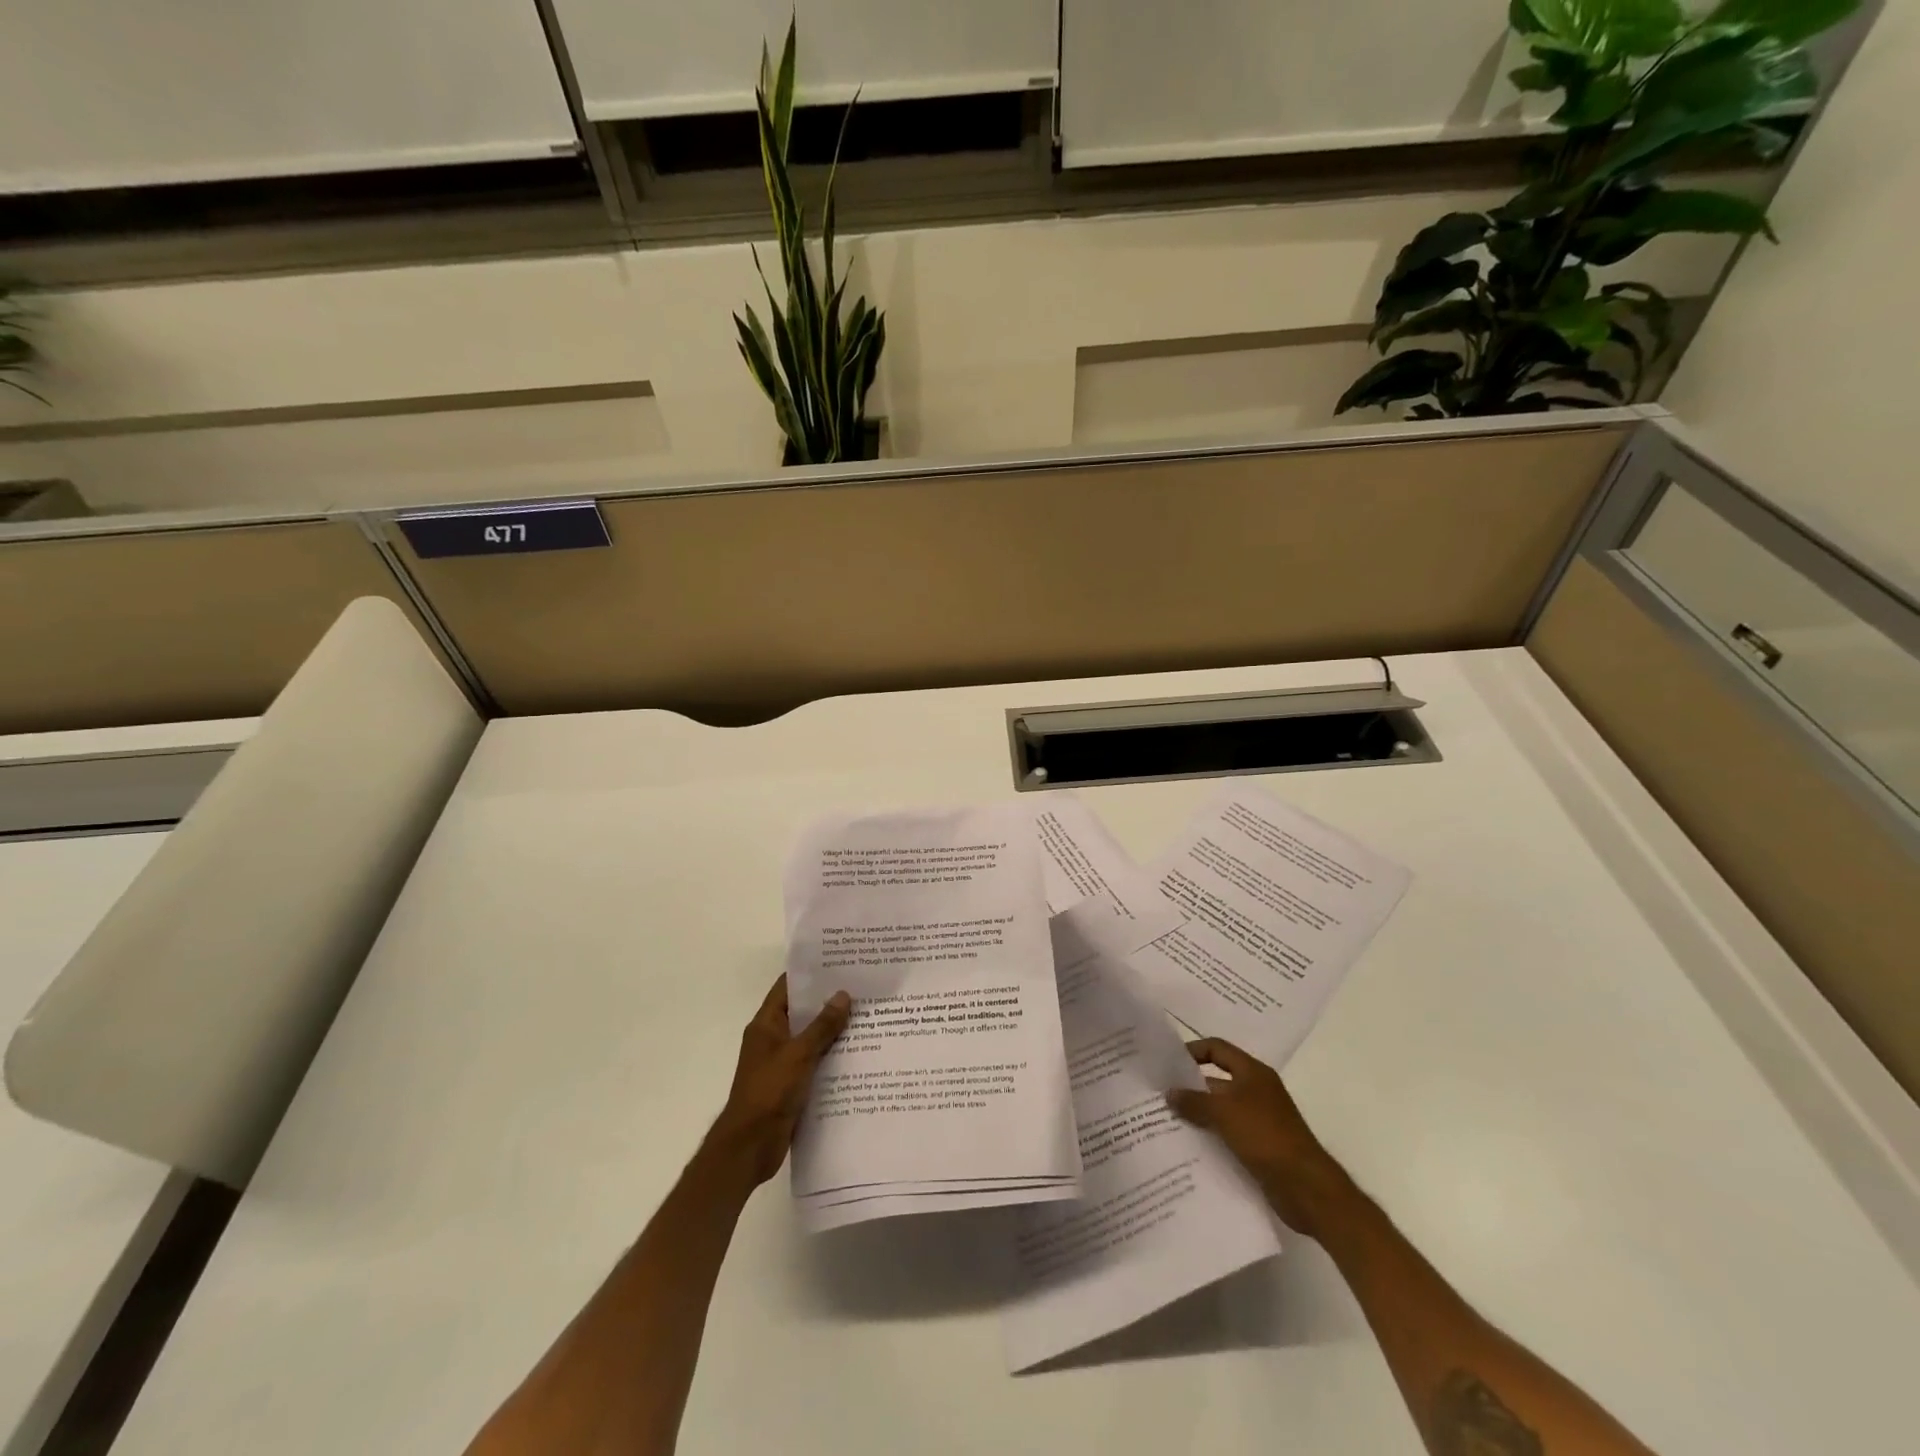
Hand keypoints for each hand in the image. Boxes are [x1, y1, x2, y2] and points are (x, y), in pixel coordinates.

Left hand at [704, 975, 851, 1189]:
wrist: (750, 1146)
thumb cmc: (769, 1092)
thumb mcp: (799, 1054)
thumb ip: (822, 1026)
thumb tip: (843, 994)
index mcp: (766, 1025)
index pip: (788, 987)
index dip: (810, 974)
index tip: (838, 962)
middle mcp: (772, 1039)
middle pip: (802, 1012)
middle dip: (828, 1001)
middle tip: (862, 987)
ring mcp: (781, 1063)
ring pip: (811, 1038)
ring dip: (833, 1030)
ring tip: (867, 1015)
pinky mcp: (791, 1085)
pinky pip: (814, 1062)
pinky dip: (832, 1056)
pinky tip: (858, 1053)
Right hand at [1166, 1037, 1352, 1238]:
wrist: (1306, 1187)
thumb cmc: (1265, 1136)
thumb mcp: (1224, 1112)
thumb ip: (1194, 1100)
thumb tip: (1169, 1093)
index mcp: (1253, 1073)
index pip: (1217, 1049)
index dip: (1192, 1050)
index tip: (1167, 1063)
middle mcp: (1256, 1091)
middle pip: (1217, 1080)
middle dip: (1190, 1086)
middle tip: (1159, 1093)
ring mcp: (1259, 1120)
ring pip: (1220, 1109)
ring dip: (1198, 1113)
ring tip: (1167, 1120)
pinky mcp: (1259, 1146)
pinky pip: (1228, 1133)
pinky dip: (1210, 1135)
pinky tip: (1188, 1145)